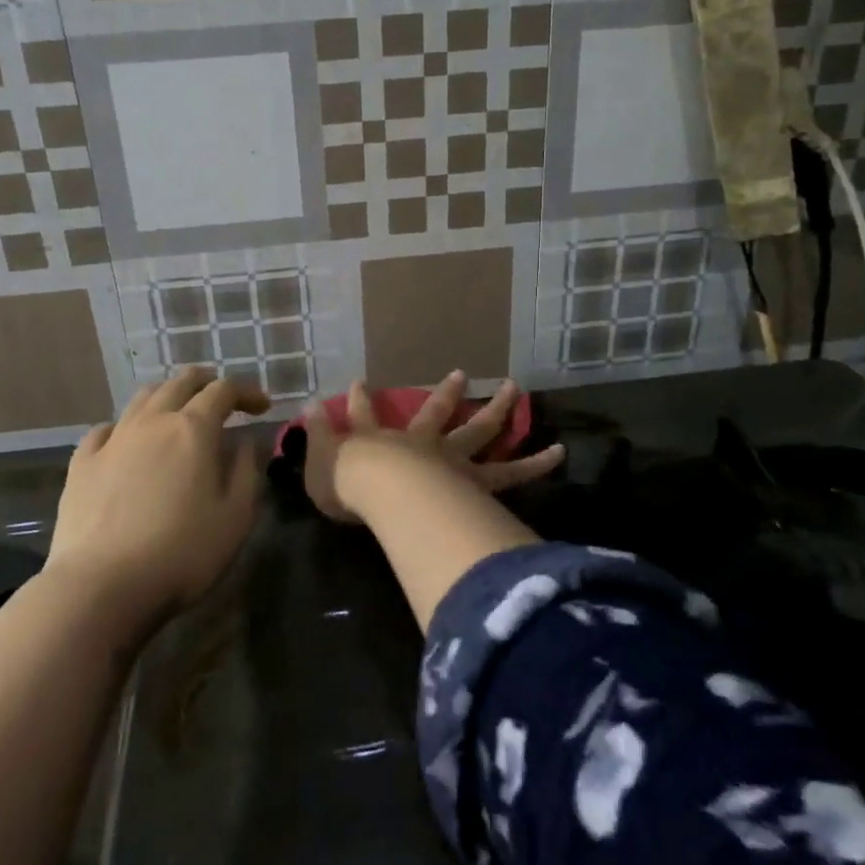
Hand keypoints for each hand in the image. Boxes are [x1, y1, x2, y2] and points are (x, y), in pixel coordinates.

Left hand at [47, 368, 271, 627]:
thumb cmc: (181, 553)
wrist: (101, 587)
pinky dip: (126, 426)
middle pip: (181, 382)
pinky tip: (128, 442)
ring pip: (142, 397)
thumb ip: (246, 471)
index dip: (247, 392)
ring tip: (178, 413)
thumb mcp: (235, 517)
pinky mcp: (82, 464)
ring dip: (168, 396)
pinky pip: (106, 429)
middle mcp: (152, 421)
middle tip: (222, 400)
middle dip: (206, 384)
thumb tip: (246, 442)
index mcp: (193, 429)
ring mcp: (113, 440)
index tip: (262, 408)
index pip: (224, 390)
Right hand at [303, 372, 565, 522]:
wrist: (383, 491)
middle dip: (447, 392)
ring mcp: (451, 458)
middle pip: (436, 412)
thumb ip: (318, 435)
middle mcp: (420, 442)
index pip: (365, 416)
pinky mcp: (475, 480)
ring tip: (517, 388)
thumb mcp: (321, 461)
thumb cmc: (349, 485)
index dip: (360, 401)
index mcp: (379, 440)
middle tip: (461, 373)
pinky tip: (559, 452)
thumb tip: (306, 406)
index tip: (361, 382)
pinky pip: (511, 472)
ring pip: (480, 430)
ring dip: (498, 408)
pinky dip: (535, 463)